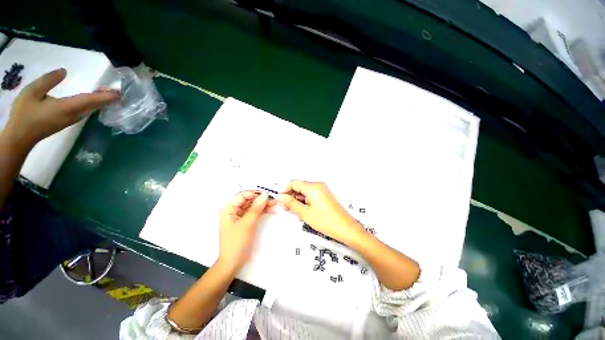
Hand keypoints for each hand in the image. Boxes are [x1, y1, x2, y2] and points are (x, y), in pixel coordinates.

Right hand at [4, 68, 119, 149]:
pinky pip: (84, 112)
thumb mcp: (32, 92)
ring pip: (90, 109)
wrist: (20, 137)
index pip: (90, 100)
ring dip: (99, 101)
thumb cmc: (24, 114)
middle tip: (117, 90)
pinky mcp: (67, 122)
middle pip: (94, 105)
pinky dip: (92, 105)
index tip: (119, 93)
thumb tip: (65, 72)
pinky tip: (92, 100)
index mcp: (67, 107)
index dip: (105, 97)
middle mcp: (74, 115)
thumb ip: (48, 81)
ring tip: (107, 92)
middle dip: (106, 98)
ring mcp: (71, 120)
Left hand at [218, 191, 273, 270]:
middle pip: (249, 200)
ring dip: (263, 205)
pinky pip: (255, 213)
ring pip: (253, 206)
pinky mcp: (246, 221)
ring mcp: (240, 216)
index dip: (255, 193)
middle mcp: (234, 210)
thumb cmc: (236, 242)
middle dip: (261, 199)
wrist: (233, 262)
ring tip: (274, 205)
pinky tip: (271, 210)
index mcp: (229, 209)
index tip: (267, 194)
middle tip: (273, 200)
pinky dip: (262, 211)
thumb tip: (264, 195)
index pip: (243, 195)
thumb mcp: (247, 224)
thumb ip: (256, 208)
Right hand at [277, 180, 363, 244]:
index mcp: (312, 187)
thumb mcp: (305, 213)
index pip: (293, 183)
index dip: (284, 190)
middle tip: (286, 207)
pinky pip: (311, 194)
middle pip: (299, 186)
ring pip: (305, 191)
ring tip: (295, 211)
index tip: (279, 199)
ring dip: (298, 198)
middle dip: (291, 195)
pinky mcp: (325, 195)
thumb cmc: (325, 221)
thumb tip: (280, 197)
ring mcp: (322, 189)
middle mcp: (318, 185)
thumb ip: (291, 203)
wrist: (346, 228)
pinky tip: (304, 210)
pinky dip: (305, 200)